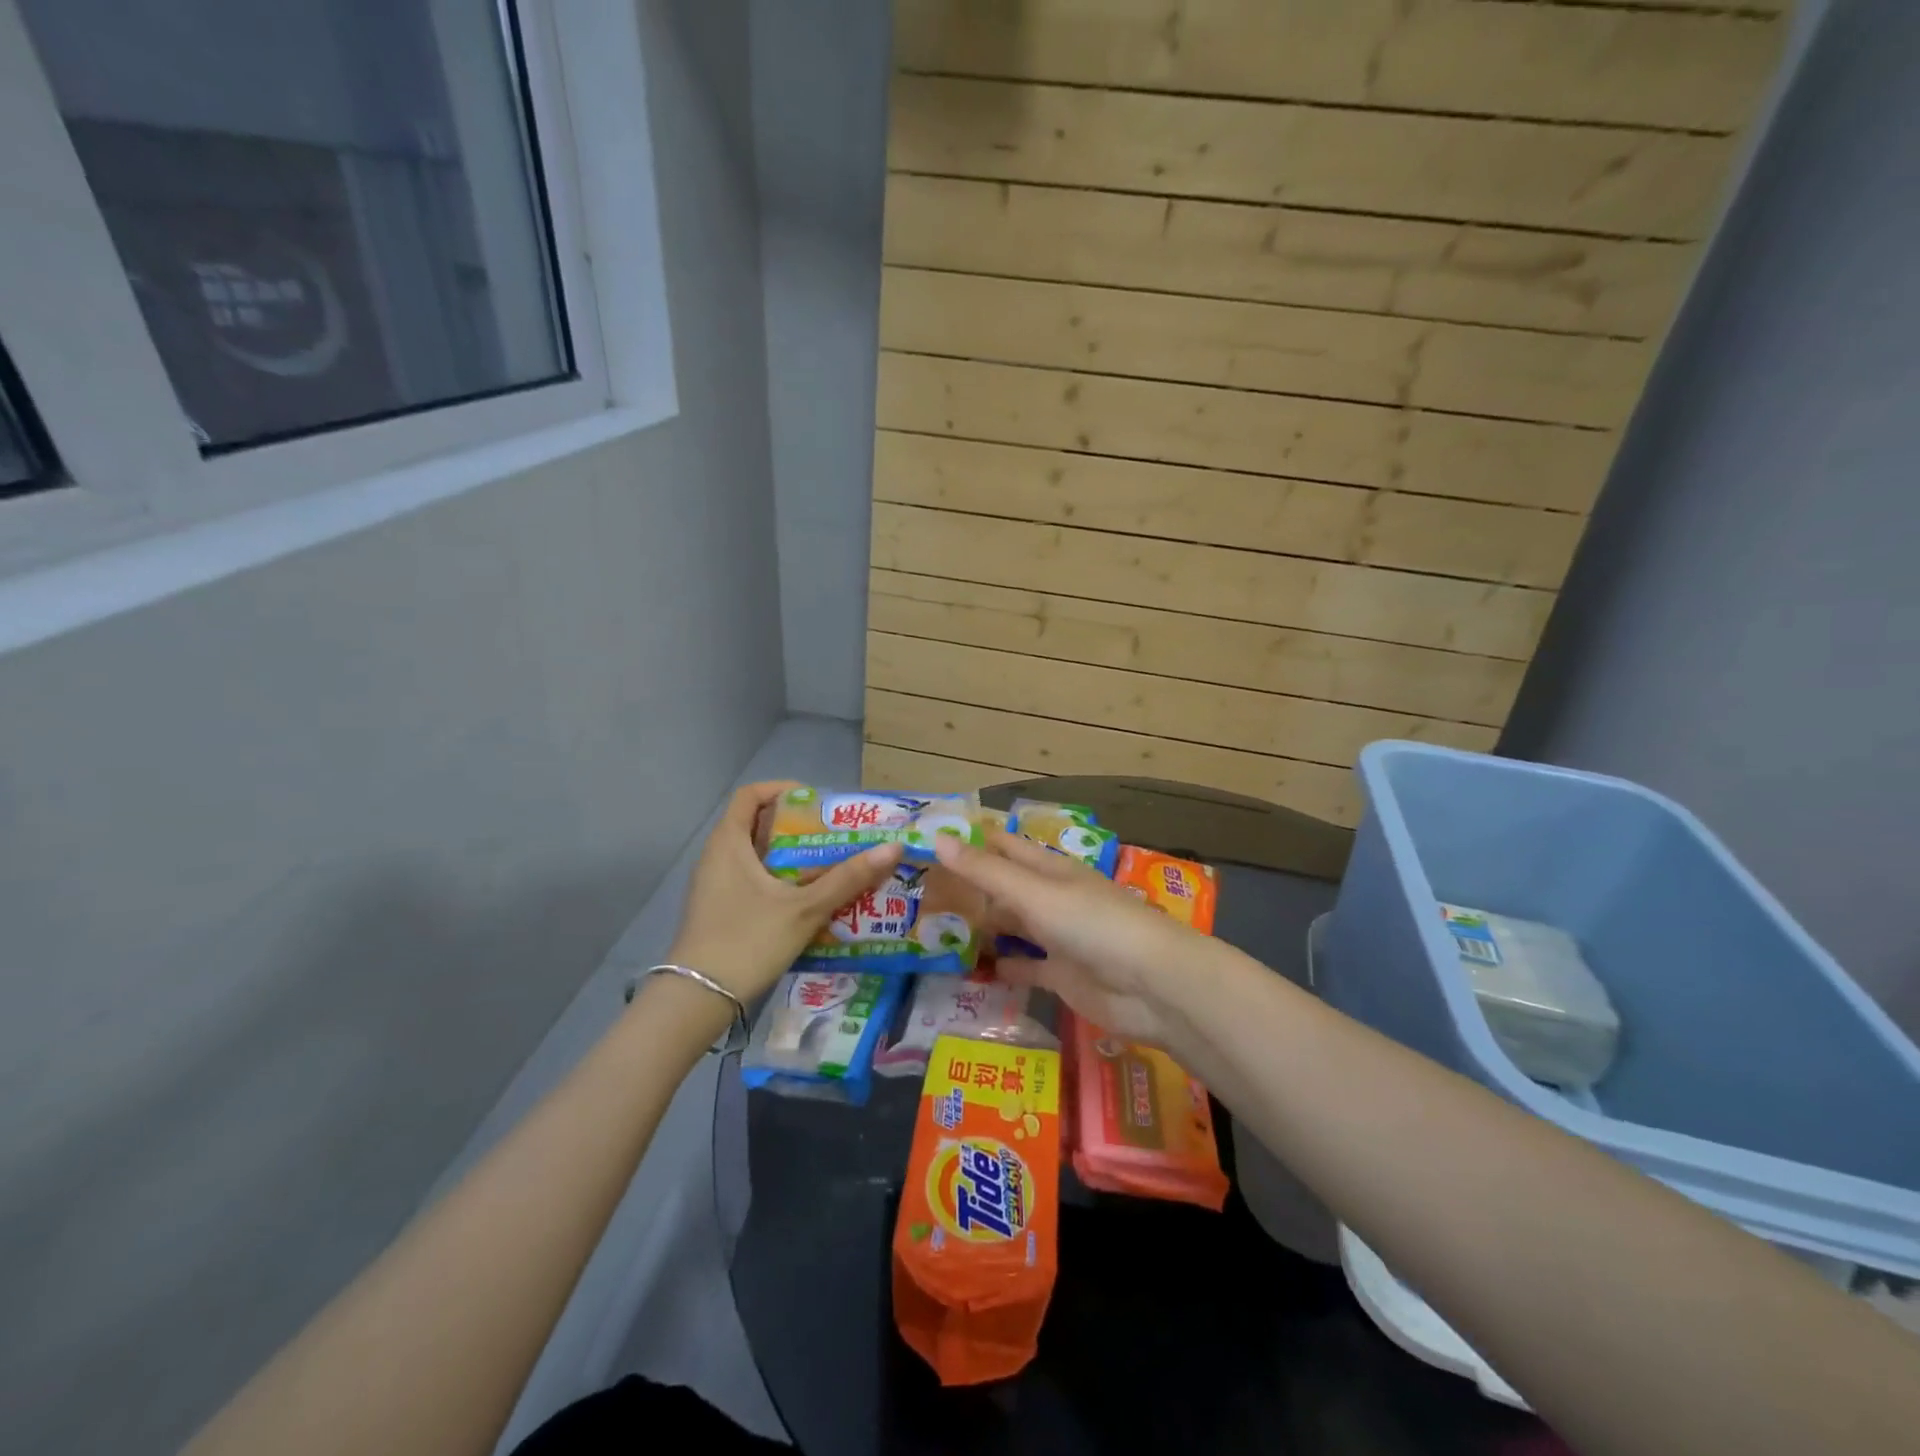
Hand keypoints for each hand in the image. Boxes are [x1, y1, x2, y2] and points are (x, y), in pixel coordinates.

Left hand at [669, 781, 903, 1000]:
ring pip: (756, 856)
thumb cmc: (748, 940)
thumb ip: (848, 878)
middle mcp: (716, 856)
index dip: (783, 789)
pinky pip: (751, 879)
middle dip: (797, 827)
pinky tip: (807, 899)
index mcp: (728, 843)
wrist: (697, 999)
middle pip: (757, 824)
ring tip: (829, 866)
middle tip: (834, 836)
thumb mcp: (804, 909)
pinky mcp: (718, 909)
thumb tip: (893, 848)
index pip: (751, 795)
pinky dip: (779, 879)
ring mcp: (714, 885)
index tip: (816, 802)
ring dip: (790, 856)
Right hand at [932, 830, 1208, 1044]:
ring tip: (934, 930)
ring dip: (981, 928)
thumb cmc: (1092, 925)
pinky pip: (1024, 968)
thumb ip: (986, 871)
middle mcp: (1052, 899)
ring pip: (1012, 927)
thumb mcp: (1034, 893)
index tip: (930, 840)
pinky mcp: (1061, 976)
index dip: (972, 842)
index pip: (1004, 847)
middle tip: (919, 893)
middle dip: (969, 889)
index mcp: (1050, 870)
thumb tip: (937, 839)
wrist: (1151, 986)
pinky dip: (1001, 967)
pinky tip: (970, 971)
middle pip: (1004, 889)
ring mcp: (1058, 938)